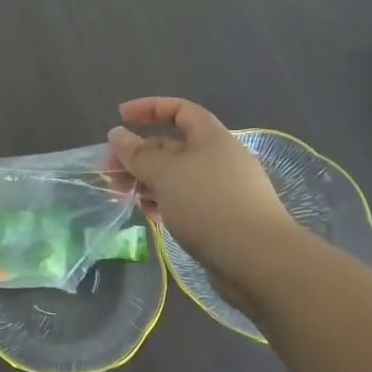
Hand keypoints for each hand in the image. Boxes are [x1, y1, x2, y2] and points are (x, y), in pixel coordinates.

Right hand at [108, 98, 297, 270]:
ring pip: (176, 177)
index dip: (149, 108)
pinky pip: (185, 202)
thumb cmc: (209, 205)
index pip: (179, 110)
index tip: (120, 116)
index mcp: (212, 138)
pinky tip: (148, 214)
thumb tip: (117, 134)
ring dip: (147, 181)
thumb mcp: (166, 173)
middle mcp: (219, 160)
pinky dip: (164, 203)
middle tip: (110, 170)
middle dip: (139, 154)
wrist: (260, 263)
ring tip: (122, 194)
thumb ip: (138, 154)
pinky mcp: (222, 221)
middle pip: (173, 146)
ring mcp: (222, 192)